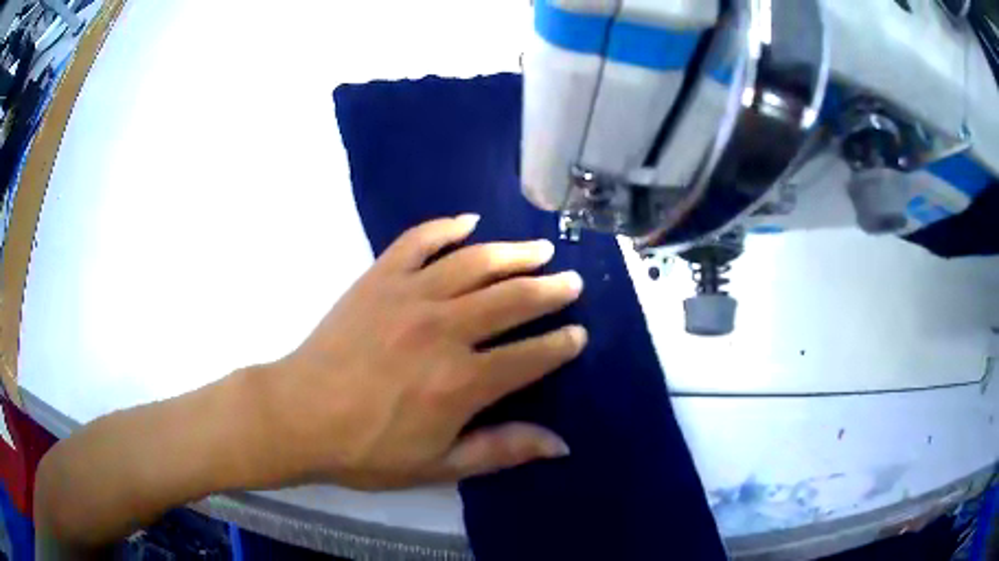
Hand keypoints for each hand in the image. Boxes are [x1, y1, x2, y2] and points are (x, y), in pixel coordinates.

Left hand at [260, 214, 586, 489]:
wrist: (298, 416)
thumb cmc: (367, 450)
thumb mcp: (438, 466)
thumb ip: (501, 450)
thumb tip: (561, 445)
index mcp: (461, 383)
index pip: (531, 356)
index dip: (562, 345)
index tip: (579, 335)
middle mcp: (443, 330)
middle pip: (513, 299)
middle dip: (551, 290)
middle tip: (572, 282)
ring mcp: (408, 296)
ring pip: (475, 262)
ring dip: (514, 253)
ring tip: (540, 248)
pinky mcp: (378, 278)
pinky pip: (418, 240)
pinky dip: (446, 227)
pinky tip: (468, 222)